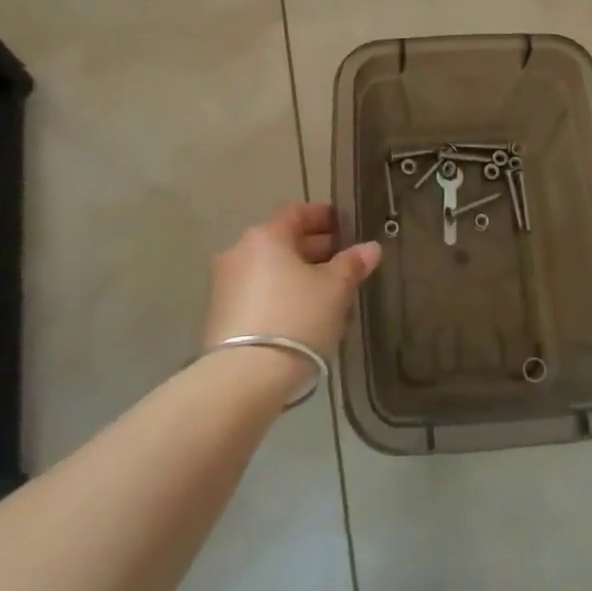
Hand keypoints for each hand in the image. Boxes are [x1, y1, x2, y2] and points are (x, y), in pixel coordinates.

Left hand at [205, 202, 380, 374]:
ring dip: (298, 275)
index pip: (296, 212)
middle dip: (314, 248)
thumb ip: (352, 264)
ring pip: (270, 269)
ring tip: (329, 293)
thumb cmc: (296, 318)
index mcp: (265, 236)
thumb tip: (371, 248)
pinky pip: (258, 293)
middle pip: (281, 241)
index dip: (322, 216)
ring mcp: (225, 285)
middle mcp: (239, 252)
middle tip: (343, 261)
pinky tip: (304, 315)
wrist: (243, 378)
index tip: (345, 226)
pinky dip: (281, 295)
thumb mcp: (334, 290)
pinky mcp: (220, 316)